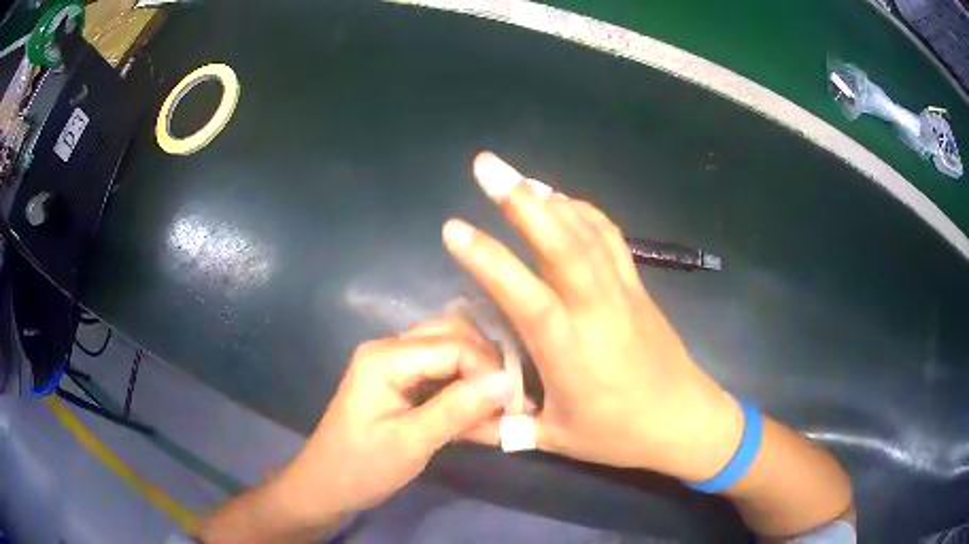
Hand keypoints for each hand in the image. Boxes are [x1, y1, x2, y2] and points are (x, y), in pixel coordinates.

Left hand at [219, 317, 510, 538]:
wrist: (326, 487)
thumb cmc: (362, 466)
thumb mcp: (412, 442)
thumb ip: (458, 409)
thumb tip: (507, 382)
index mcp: (386, 357)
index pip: (454, 346)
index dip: (490, 371)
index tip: (517, 404)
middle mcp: (391, 350)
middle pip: (453, 338)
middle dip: (487, 368)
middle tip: (512, 403)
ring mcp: (396, 366)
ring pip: (451, 356)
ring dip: (479, 382)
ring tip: (503, 413)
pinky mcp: (402, 385)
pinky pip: (442, 379)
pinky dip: (465, 397)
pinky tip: (485, 421)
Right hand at [443, 152, 743, 481]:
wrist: (684, 420)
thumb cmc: (618, 434)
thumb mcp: (553, 440)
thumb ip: (501, 428)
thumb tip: (455, 415)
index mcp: (570, 350)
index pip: (525, 294)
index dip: (489, 259)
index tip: (453, 228)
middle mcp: (597, 309)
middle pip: (562, 243)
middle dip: (521, 199)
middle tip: (486, 165)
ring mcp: (622, 291)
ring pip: (586, 231)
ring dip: (550, 197)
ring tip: (516, 175)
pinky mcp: (638, 286)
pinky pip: (610, 237)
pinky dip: (584, 211)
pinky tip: (563, 200)